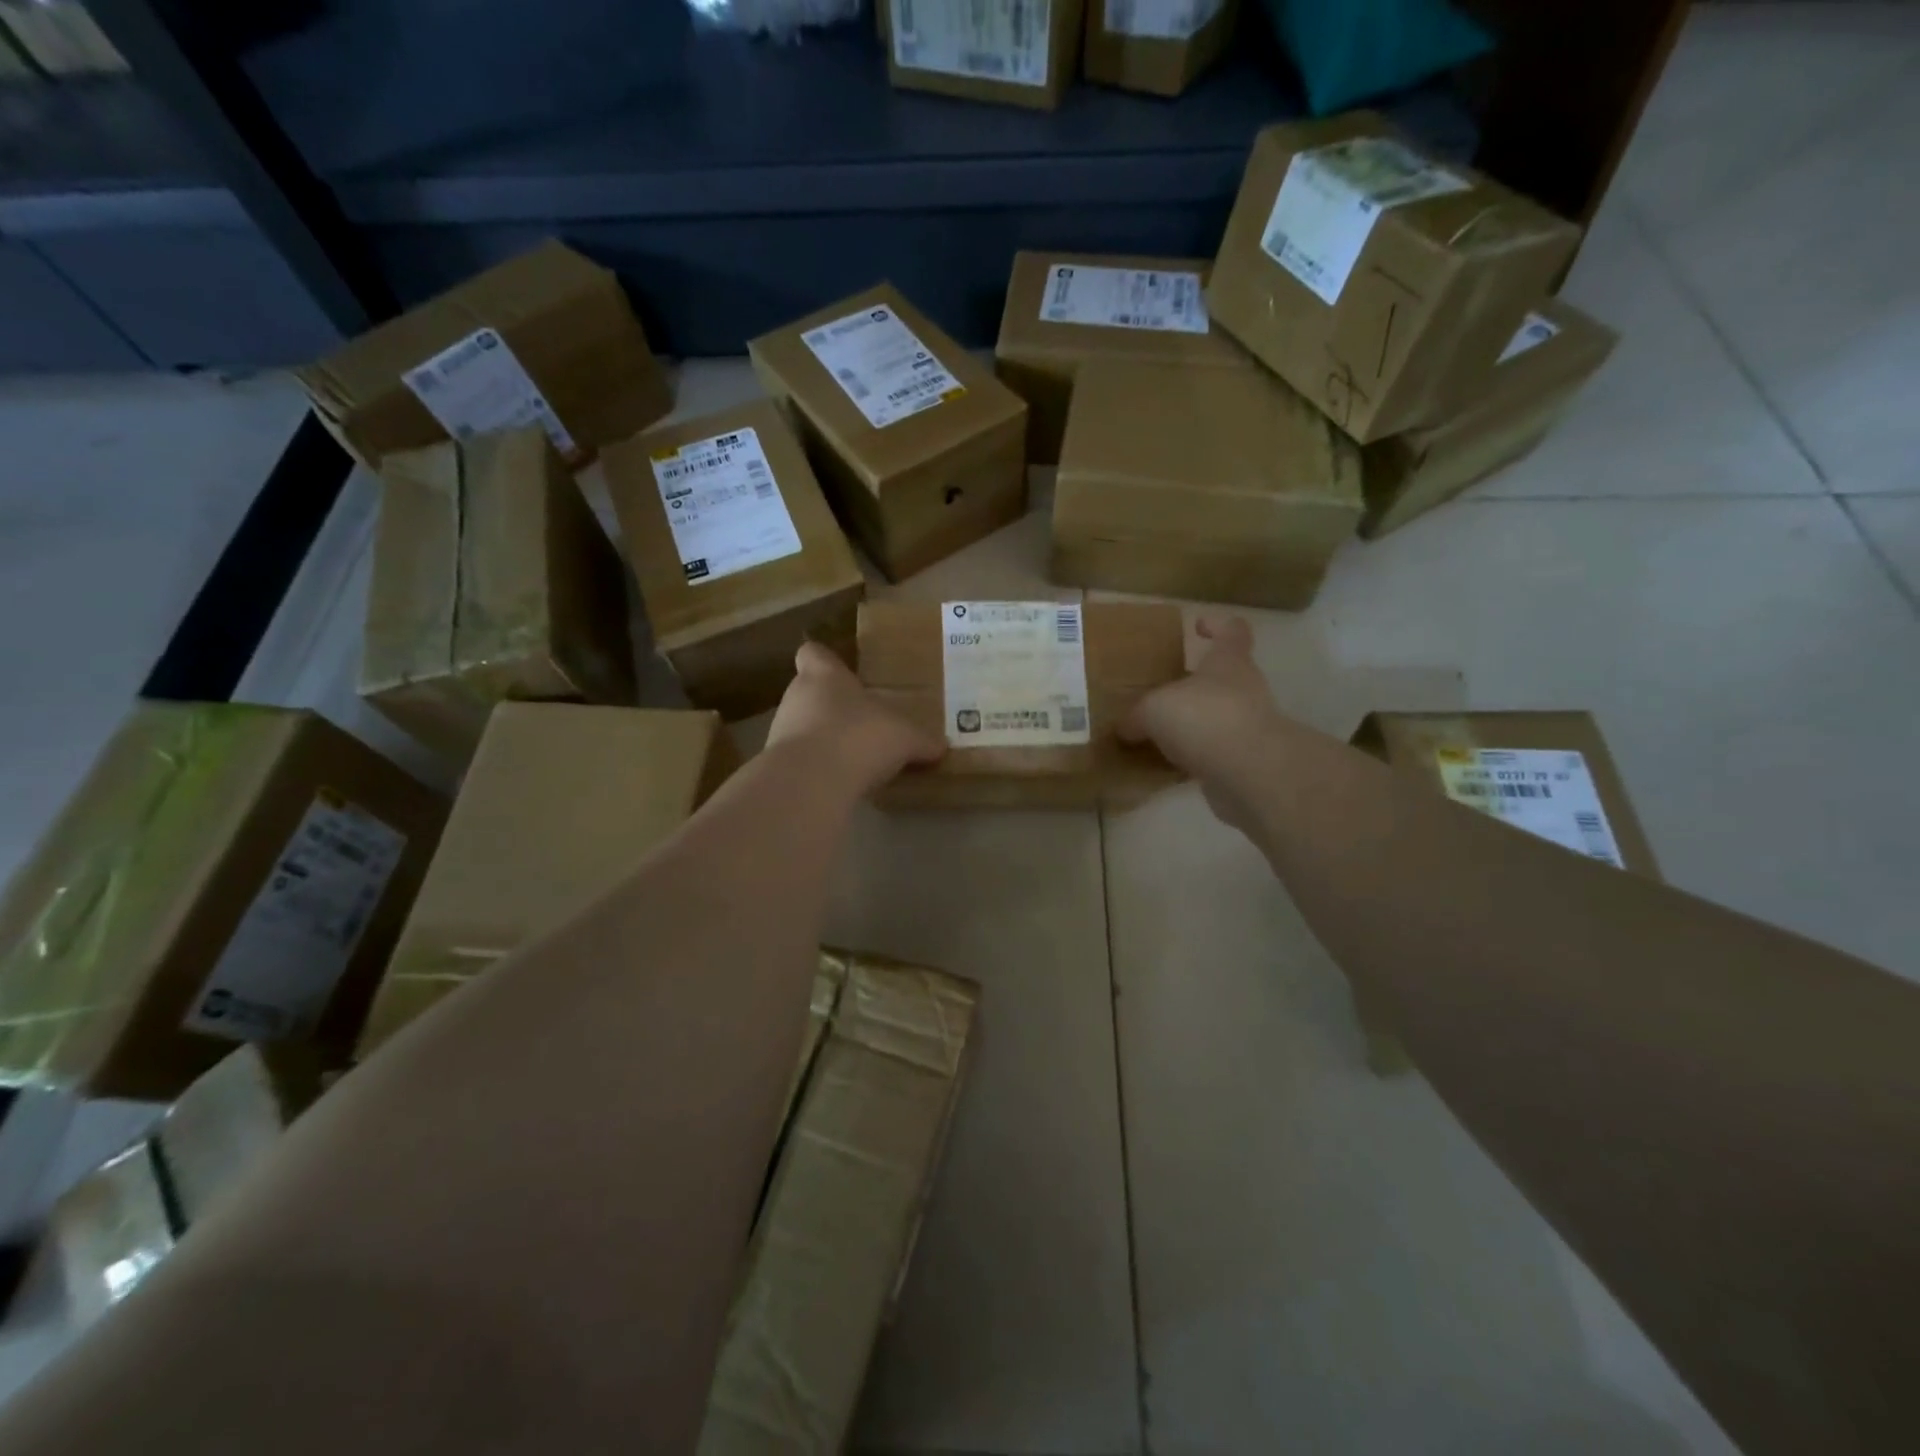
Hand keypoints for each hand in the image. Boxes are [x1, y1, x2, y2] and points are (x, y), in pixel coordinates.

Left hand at [767, 641, 944, 796]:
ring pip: (803, 728)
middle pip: (809, 692)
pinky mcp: (778, 767)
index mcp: (824, 676)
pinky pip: (801, 761)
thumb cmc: (859, 737)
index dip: (825, 660)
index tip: (842, 672)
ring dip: (823, 739)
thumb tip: (940, 747)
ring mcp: (781, 733)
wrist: (811, 783)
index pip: (813, 653)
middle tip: (862, 722)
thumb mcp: (905, 738)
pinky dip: (818, 769)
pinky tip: (842, 783)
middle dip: (832, 707)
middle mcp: (796, 697)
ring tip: (854, 757)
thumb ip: (921, 740)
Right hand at [1119, 616, 1285, 832]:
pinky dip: (1192, 759)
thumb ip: (1136, 716)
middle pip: (1222, 678)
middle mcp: (1244, 690)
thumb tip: (1125, 728)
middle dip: (1194, 684)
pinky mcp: (1244, 762)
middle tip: (1160, 692)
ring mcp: (1248, 727)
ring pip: (1216, 718)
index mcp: (1228, 662)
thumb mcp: (1153, 710)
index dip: (1217, 625)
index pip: (1232, 631)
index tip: (1198, 626)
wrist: (1248, 773)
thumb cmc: (1203, 718)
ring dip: (1192, 725)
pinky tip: (1164, 767)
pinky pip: (1212, 755)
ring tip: (1155, 734)